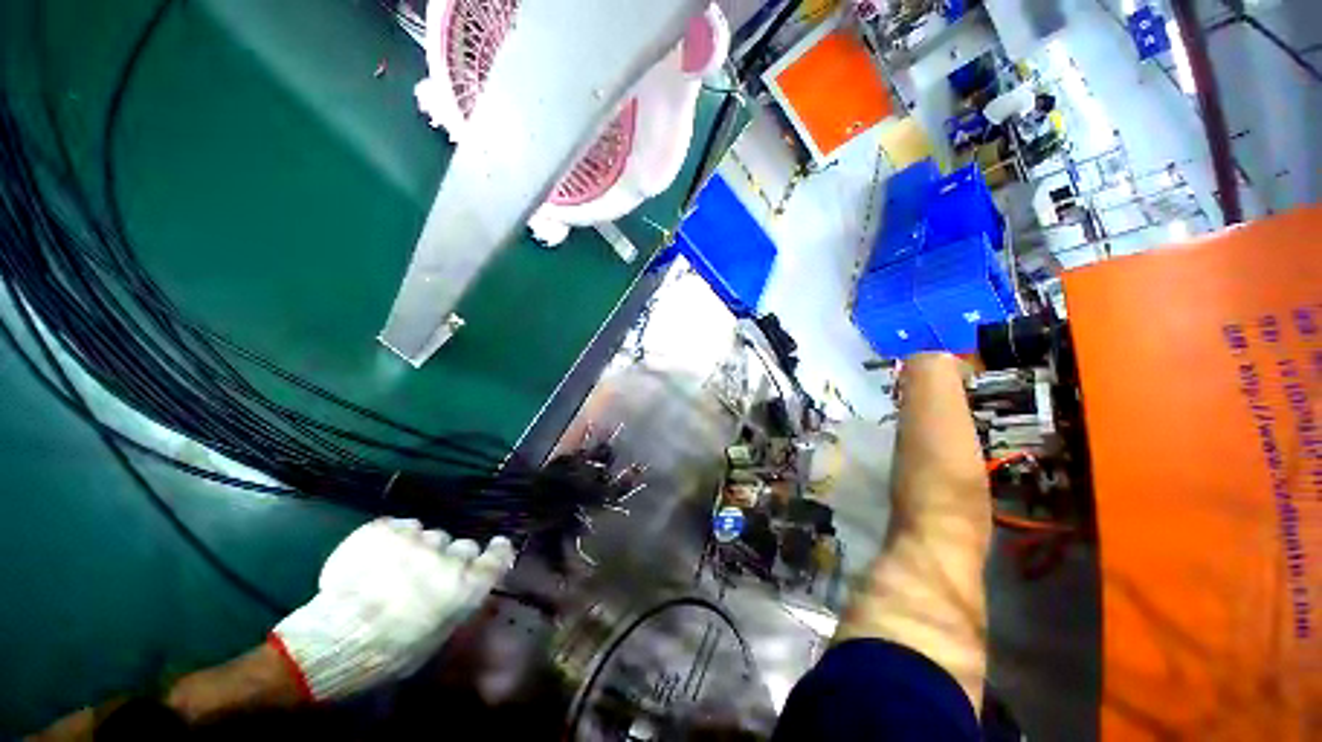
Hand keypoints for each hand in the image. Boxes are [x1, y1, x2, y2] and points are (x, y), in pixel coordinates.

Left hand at [270, 518, 514, 700]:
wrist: (332, 640)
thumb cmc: (387, 653)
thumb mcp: (434, 639)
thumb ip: (457, 605)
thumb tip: (465, 589)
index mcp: (465, 586)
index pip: (498, 556)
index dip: (497, 551)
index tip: (495, 548)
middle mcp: (448, 557)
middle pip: (464, 545)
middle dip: (451, 558)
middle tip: (429, 575)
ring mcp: (417, 539)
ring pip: (431, 536)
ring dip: (421, 550)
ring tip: (395, 568)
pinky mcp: (388, 529)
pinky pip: (403, 526)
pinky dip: (395, 539)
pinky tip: (378, 558)